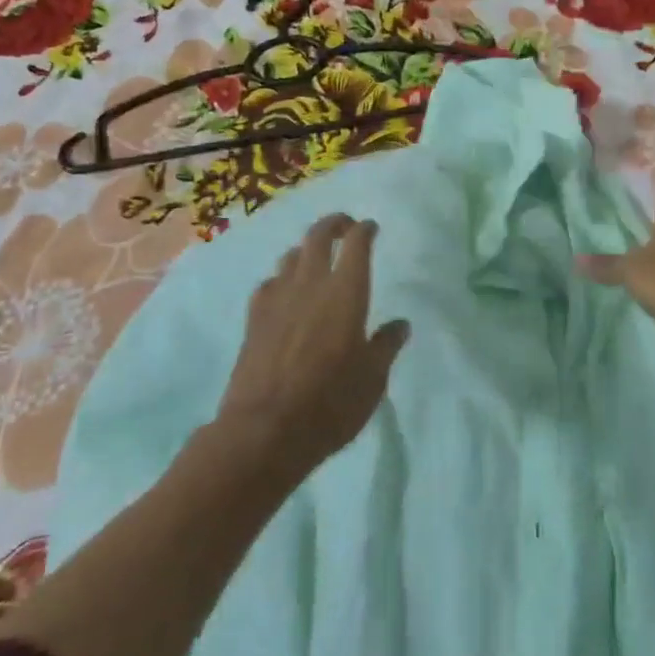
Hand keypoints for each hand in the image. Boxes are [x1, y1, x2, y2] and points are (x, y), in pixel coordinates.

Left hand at [216, 215, 409, 475]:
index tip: (371, 227)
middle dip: (333, 224)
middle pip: (318, 236)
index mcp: (346, 292)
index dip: (365, 230)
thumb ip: (386, 345)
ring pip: (291, 256)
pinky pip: (269, 283)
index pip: (356, 244)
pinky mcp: (254, 318)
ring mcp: (277, 298)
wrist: (264, 431)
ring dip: (306, 249)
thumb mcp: (373, 380)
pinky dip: (281, 278)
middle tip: (344, 226)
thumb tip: (400, 325)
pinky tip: (284, 291)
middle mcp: (310, 284)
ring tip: (316, 257)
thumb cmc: (329, 404)